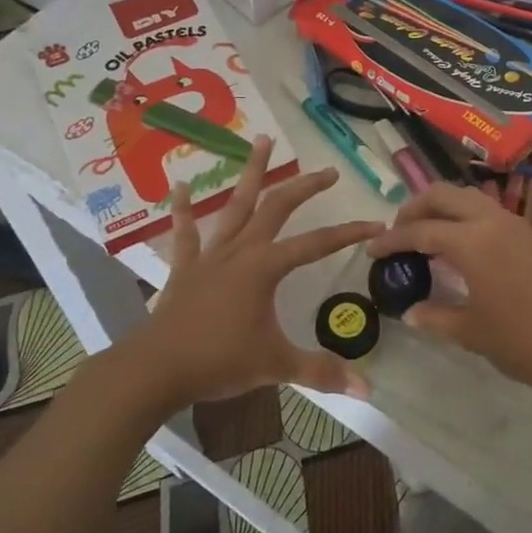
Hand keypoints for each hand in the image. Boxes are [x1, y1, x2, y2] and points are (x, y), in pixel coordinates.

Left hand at [138, 137, 386, 408]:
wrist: (156, 369)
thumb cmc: (218, 361)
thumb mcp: (276, 365)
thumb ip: (320, 372)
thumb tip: (366, 391)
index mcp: (266, 267)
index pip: (317, 243)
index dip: (349, 233)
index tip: (376, 225)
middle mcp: (241, 250)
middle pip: (278, 207)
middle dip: (305, 186)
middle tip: (328, 171)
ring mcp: (210, 255)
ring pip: (235, 205)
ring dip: (251, 173)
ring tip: (262, 140)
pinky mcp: (185, 267)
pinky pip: (185, 233)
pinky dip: (182, 210)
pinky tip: (178, 185)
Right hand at [365, 183, 531, 410]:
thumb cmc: (523, 341)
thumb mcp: (471, 332)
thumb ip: (435, 316)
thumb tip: (411, 311)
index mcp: (471, 241)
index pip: (420, 230)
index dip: (391, 239)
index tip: (372, 250)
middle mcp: (491, 221)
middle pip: (443, 195)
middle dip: (414, 208)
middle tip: (398, 232)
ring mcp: (515, 225)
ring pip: (468, 197)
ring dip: (442, 208)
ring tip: (427, 235)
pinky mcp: (531, 235)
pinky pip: (488, 212)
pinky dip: (465, 218)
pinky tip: (460, 247)